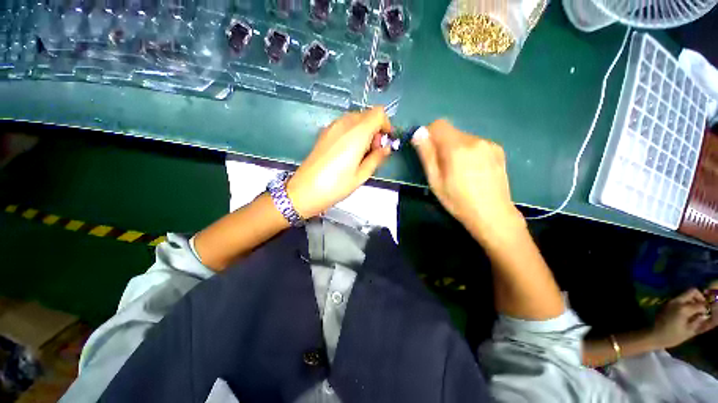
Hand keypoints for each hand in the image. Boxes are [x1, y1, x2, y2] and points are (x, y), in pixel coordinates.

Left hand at [287, 107, 391, 217]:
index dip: (386, 125)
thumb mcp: (361, 175)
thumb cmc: (336, 186)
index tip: (385, 141)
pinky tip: (348, 151)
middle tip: (373, 151)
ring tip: (361, 153)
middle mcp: (344, 124)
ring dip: (364, 131)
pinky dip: (353, 132)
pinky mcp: (324, 133)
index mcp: (356, 133)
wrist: (305, 190)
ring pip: (356, 119)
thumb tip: (386, 148)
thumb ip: (377, 158)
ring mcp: (332, 127)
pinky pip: (344, 124)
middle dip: (376, 129)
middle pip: (367, 115)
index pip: (378, 113)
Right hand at [411, 120, 523, 242]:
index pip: (439, 125)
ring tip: (459, 171)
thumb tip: (419, 133)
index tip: (427, 150)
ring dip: (455, 148)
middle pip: (451, 132)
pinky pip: (476, 144)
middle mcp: (475, 140)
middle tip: (442, 167)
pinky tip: (473, 170)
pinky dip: (468, 152)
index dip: (429, 134)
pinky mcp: (498, 150)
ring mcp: (489, 144)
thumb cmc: (458, 200)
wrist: (493, 214)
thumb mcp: (435, 180)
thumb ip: (426, 154)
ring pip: (463, 138)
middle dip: (442, 144)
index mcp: (457, 147)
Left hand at [651, 288, 717, 348]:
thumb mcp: (690, 332)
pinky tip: (687, 313)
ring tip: (695, 312)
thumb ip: (702, 323)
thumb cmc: (671, 336)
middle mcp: (677, 301)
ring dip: (693, 300)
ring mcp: (671, 300)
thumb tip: (713, 316)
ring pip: (686, 294)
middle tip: (703, 309)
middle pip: (692, 291)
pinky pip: (680, 298)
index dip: (706, 309)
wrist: (652, 335)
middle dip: (700, 298)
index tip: (707, 315)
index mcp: (683, 308)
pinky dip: (687, 302)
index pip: (701, 304)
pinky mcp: (667, 303)